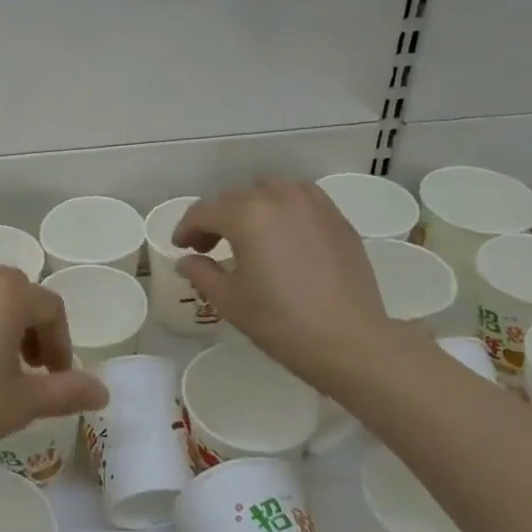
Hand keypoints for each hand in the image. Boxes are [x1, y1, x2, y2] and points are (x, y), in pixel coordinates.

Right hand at [173, 177, 404, 383]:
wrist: (350, 341)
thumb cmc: (281, 322)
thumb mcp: (229, 301)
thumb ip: (201, 273)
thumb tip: (187, 261)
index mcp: (246, 216)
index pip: (204, 212)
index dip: (186, 228)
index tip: (181, 247)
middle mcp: (278, 198)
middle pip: (235, 198)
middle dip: (217, 219)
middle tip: (210, 247)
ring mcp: (312, 205)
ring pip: (270, 190)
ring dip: (251, 207)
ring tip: (249, 235)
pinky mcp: (337, 218)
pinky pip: (302, 198)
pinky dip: (284, 207)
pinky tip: (284, 233)